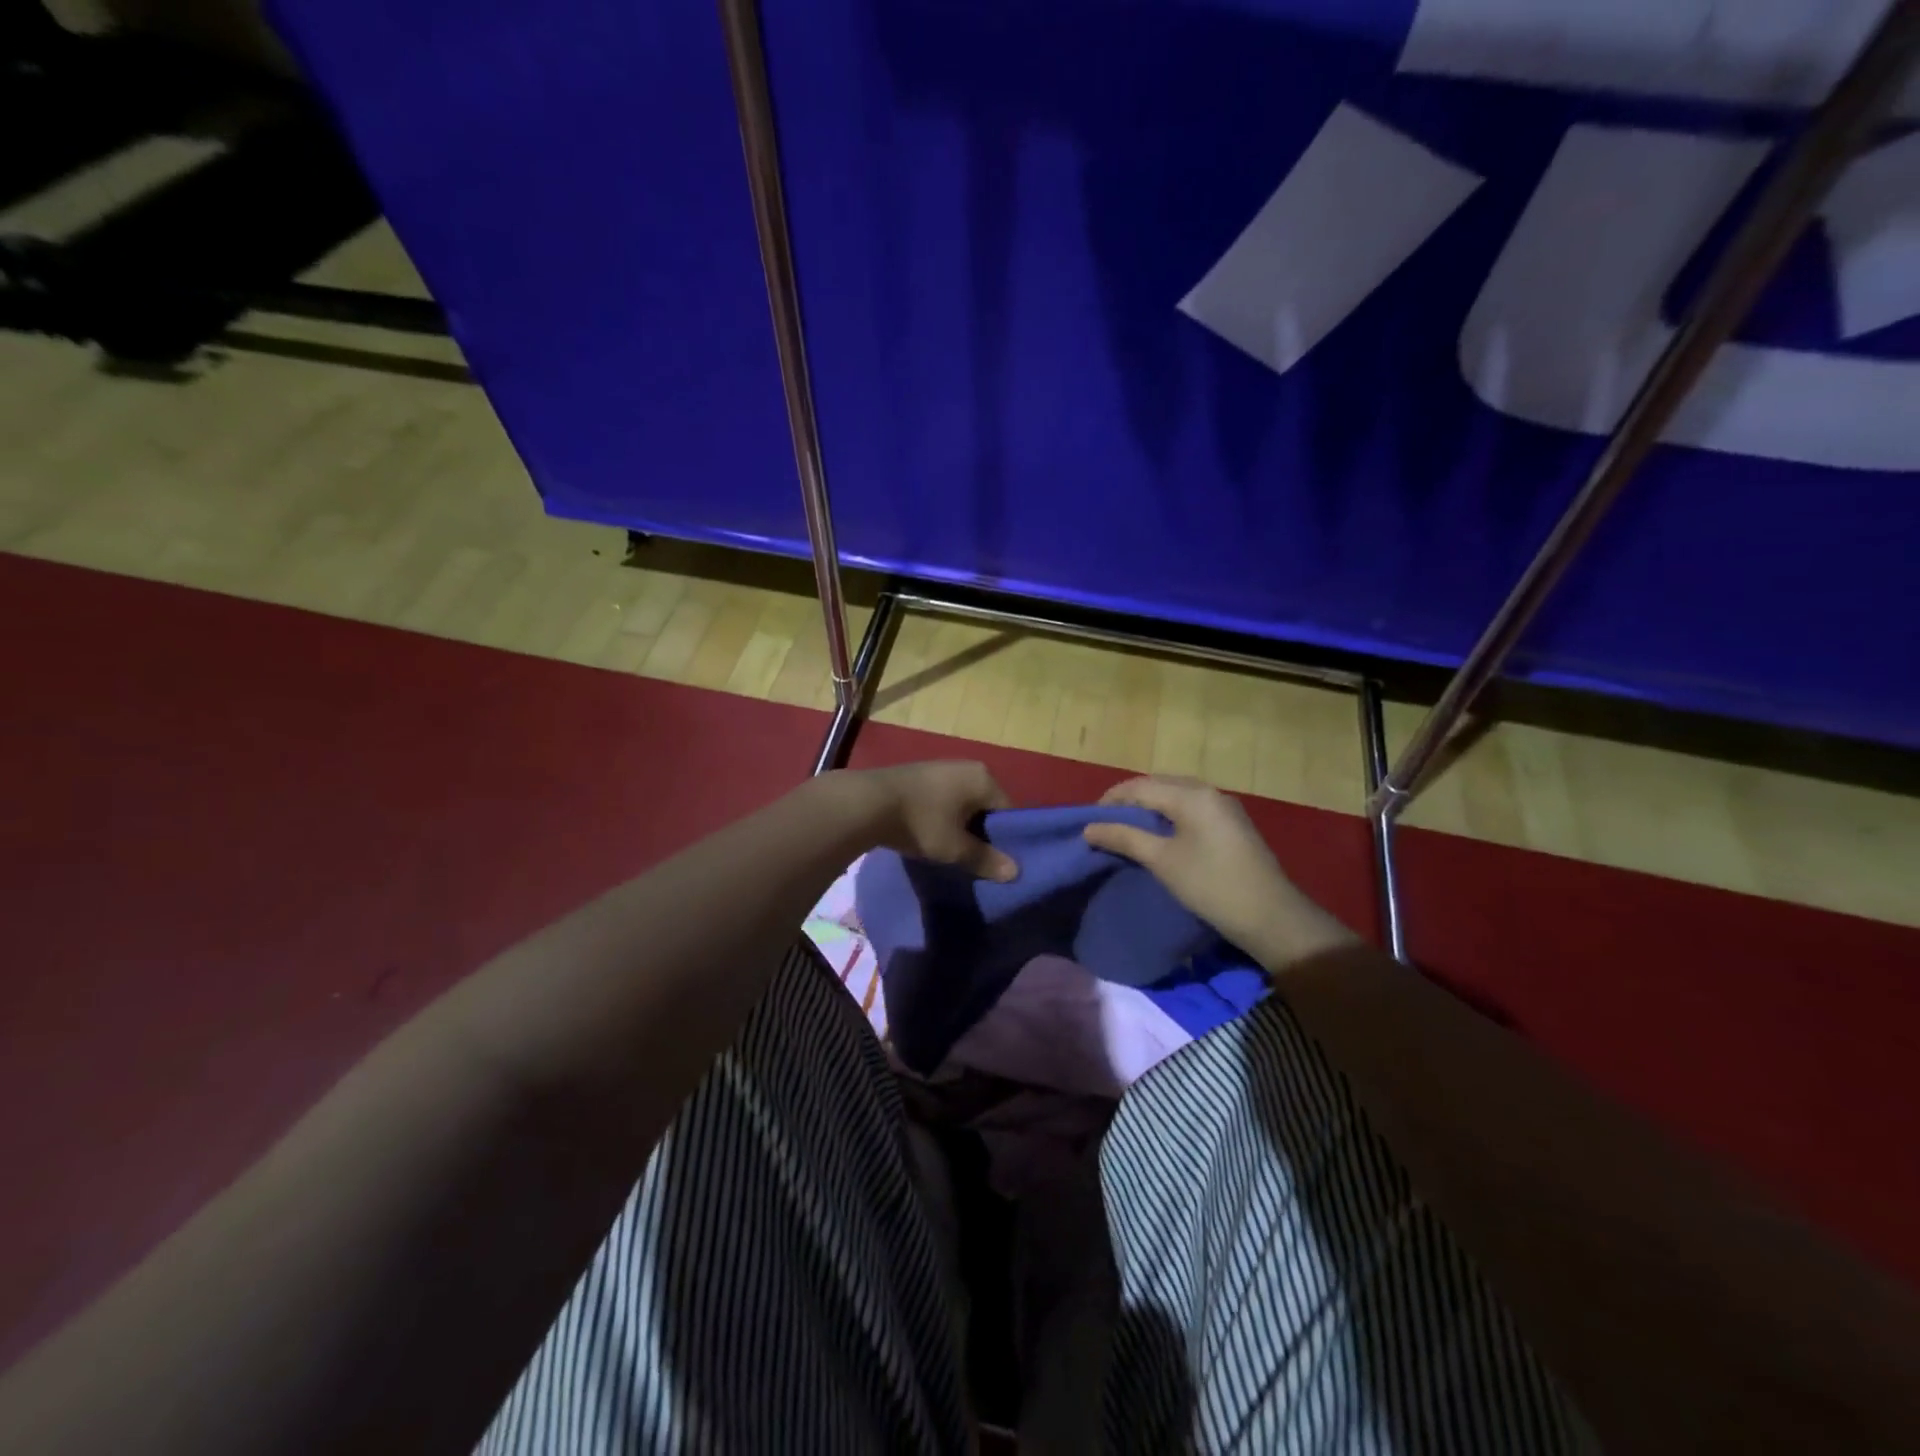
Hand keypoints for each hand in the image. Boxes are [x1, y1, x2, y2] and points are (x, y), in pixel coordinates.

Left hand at [838, 761, 1017, 881]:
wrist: (868, 802)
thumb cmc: (922, 823)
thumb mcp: (956, 848)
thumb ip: (986, 859)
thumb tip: (1015, 872)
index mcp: (984, 778)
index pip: (1008, 812)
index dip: (1005, 839)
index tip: (995, 861)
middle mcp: (968, 767)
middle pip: (986, 806)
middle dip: (981, 832)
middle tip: (974, 859)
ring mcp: (942, 767)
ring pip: (963, 803)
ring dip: (960, 825)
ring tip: (950, 850)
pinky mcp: (920, 774)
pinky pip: (943, 798)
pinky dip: (942, 816)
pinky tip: (930, 834)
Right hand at [1083, 776, 1355, 972]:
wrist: (1271, 917)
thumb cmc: (1211, 886)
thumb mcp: (1162, 861)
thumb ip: (1124, 838)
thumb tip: (1089, 828)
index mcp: (1191, 795)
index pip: (1140, 786)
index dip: (1110, 800)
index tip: (1088, 822)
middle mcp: (1208, 791)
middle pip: (1158, 785)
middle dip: (1128, 801)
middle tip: (1105, 824)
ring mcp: (1223, 806)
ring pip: (1174, 795)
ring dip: (1148, 808)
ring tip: (1126, 830)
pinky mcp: (1231, 823)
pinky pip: (1190, 807)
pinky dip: (1168, 815)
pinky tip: (1158, 835)